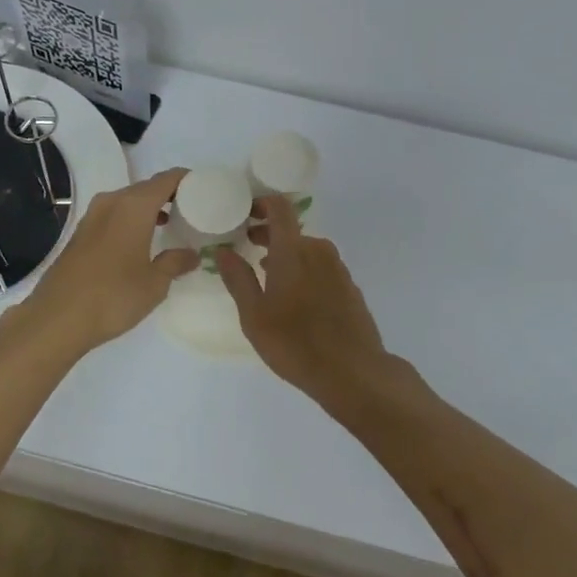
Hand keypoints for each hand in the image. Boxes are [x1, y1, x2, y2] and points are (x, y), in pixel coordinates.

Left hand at [16, 168, 198, 354]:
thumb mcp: (154, 283)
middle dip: (169, 195)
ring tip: (169, 226)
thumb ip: (175, 262)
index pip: (167, 179)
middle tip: (191, 210)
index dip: (187, 180)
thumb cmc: (114, 296)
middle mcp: (112, 202)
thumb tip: (192, 254)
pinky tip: (139, 242)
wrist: (57, 318)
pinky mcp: (80, 233)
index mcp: (134, 206)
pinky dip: (130, 220)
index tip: (205, 189)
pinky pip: (113, 215)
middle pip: (146, 187)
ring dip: (148, 208)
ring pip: (128, 201)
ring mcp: (92, 216)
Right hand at [215, 195, 390, 397]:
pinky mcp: (349, 287)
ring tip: (266, 274)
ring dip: (286, 254)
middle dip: (268, 233)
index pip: (280, 208)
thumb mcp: (254, 315)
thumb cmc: (295, 343)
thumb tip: (222, 250)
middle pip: (291, 230)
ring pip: (307, 249)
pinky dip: (304, 269)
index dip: (261, 204)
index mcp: (293, 250)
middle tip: (247, 246)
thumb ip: (237, 278)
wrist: (353, 372)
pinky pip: (321, 267)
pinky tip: (294, 296)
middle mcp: (319, 251)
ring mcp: (338, 269)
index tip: (244, 213)